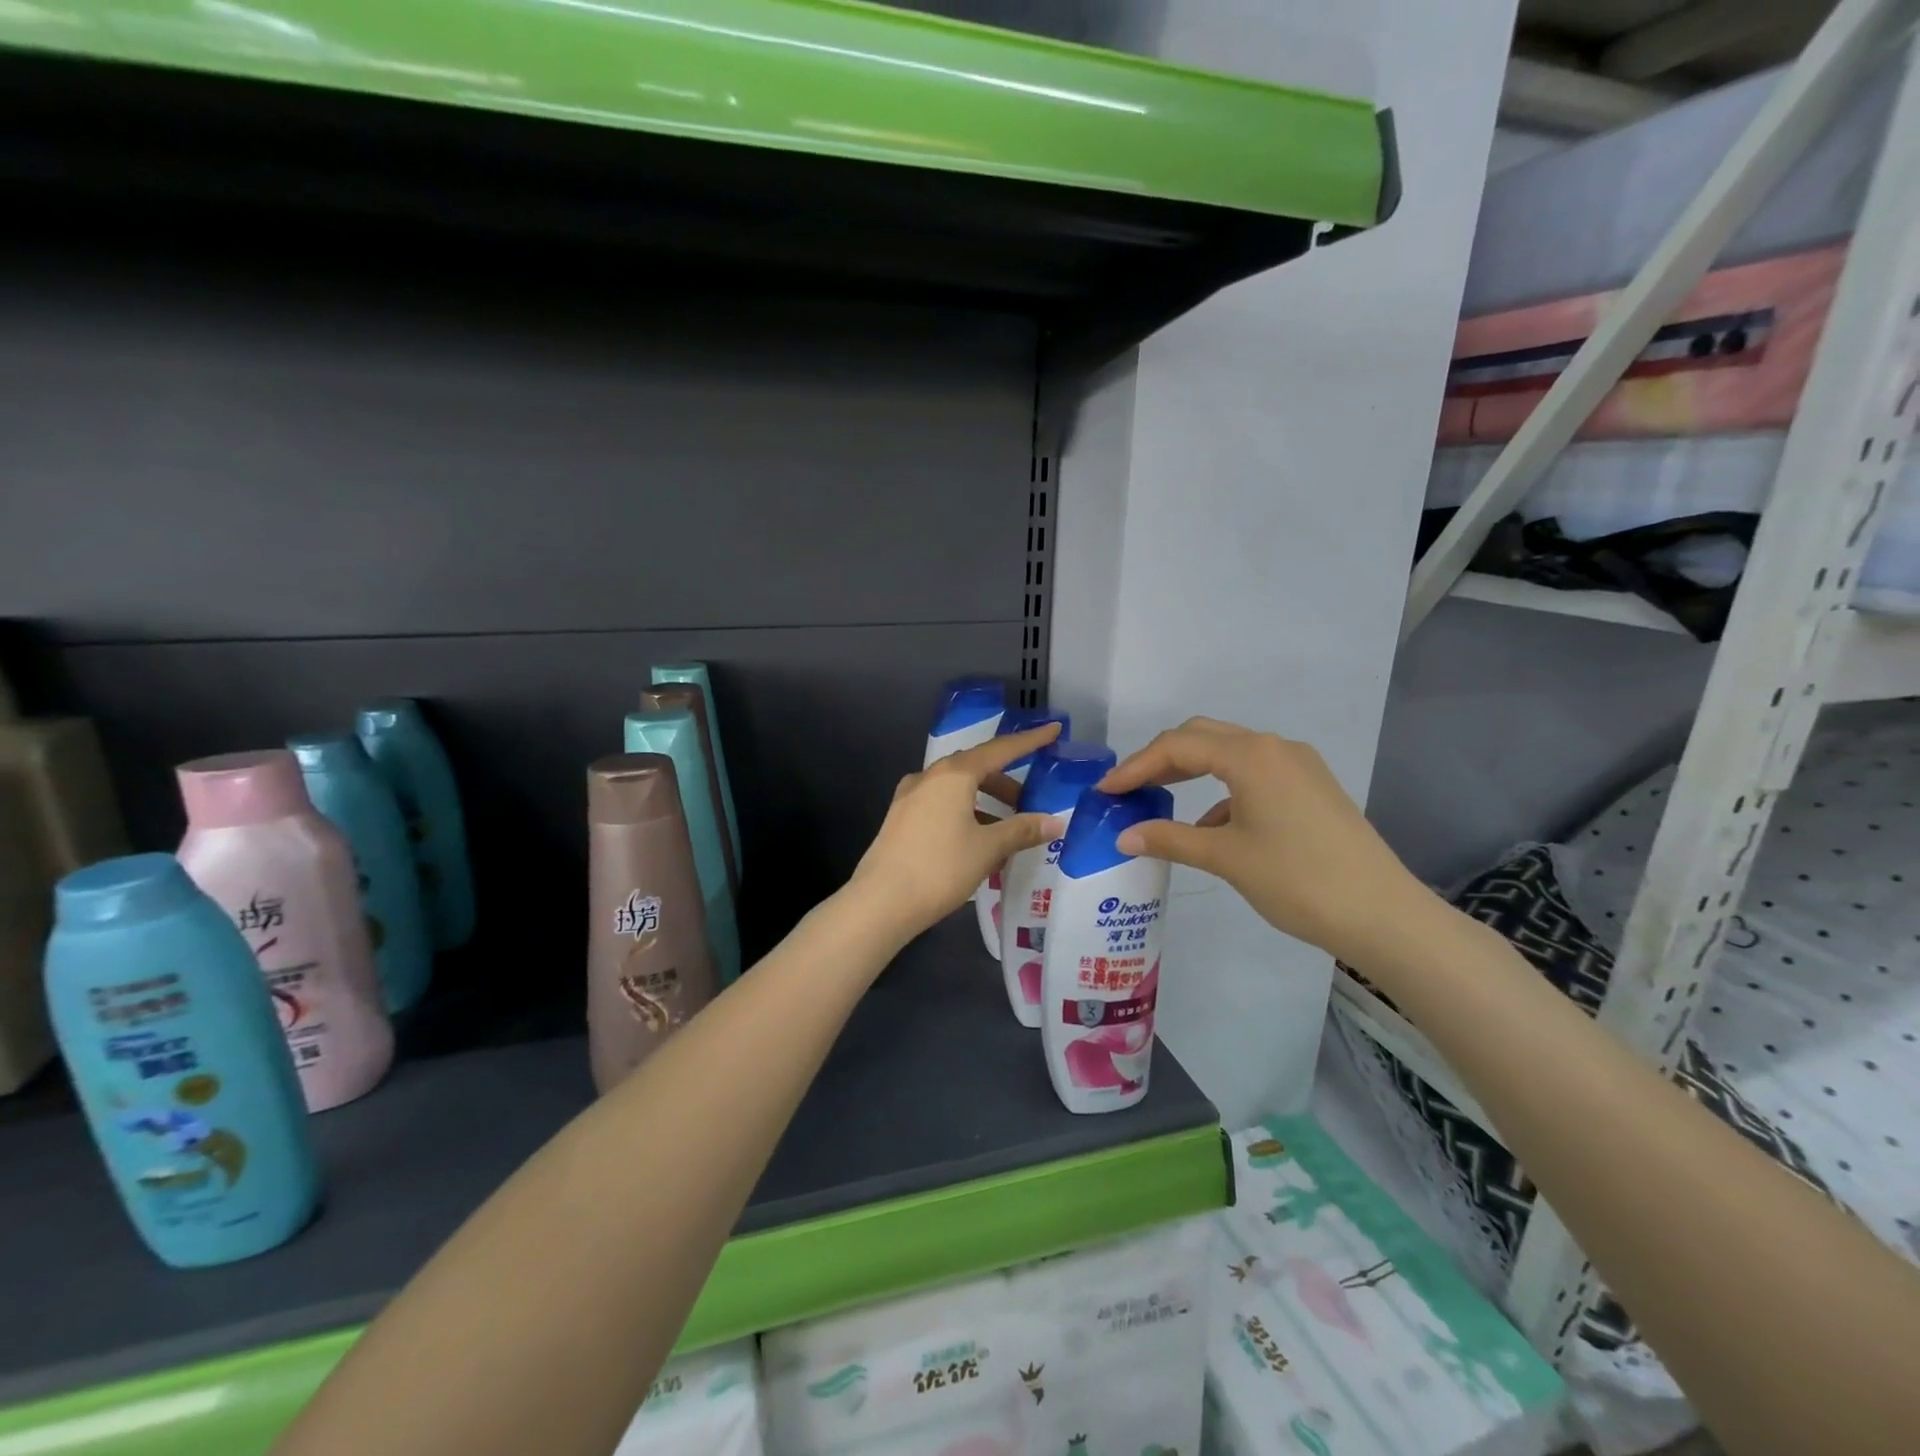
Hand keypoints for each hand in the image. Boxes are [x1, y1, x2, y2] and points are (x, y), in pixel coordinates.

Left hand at [848, 724, 1065, 940]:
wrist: (881, 901)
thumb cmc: (940, 868)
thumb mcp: (988, 848)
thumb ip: (1022, 830)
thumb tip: (1056, 821)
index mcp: (953, 775)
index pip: (999, 750)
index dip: (1029, 741)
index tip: (1053, 730)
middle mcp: (929, 777)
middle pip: (975, 768)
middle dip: (1004, 783)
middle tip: (1029, 802)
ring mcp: (910, 798)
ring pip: (956, 789)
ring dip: (984, 802)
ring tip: (1005, 830)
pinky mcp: (900, 819)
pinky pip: (940, 805)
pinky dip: (964, 813)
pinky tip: (975, 841)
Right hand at [1098, 718, 1426, 964]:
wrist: (1382, 914)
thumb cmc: (1296, 879)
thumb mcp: (1225, 857)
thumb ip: (1169, 838)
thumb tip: (1124, 836)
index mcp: (1250, 755)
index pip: (1177, 746)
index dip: (1135, 767)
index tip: (1105, 791)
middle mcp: (1274, 747)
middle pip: (1202, 738)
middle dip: (1161, 759)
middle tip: (1129, 789)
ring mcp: (1298, 765)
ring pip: (1230, 753)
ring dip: (1192, 771)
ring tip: (1161, 801)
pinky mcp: (1312, 787)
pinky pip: (1254, 774)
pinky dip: (1223, 790)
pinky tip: (1211, 825)